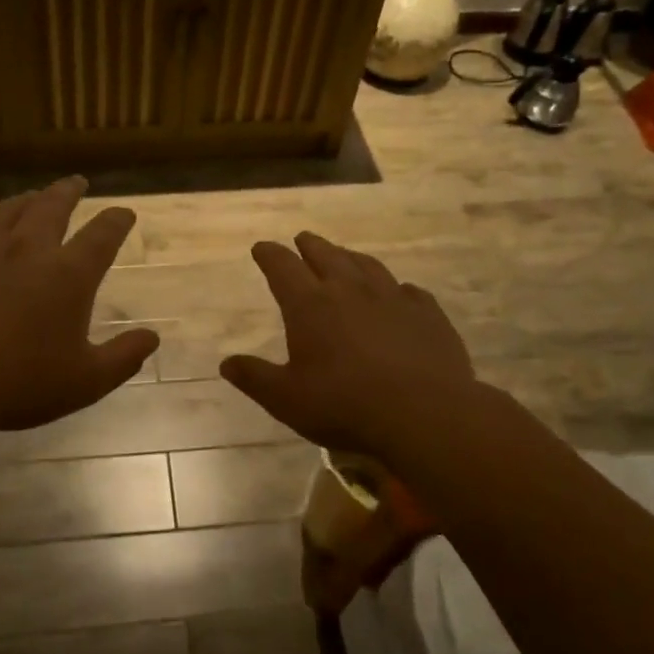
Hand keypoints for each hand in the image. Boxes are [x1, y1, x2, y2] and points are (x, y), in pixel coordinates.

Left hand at [0, 177, 157, 434]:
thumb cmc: (19, 383)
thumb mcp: (85, 382)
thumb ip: (123, 358)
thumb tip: (152, 337)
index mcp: (68, 275)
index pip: (101, 236)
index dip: (116, 221)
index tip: (124, 213)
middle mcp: (28, 250)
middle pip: (52, 207)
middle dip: (69, 192)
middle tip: (77, 181)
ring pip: (10, 211)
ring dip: (28, 200)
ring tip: (34, 196)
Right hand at [220, 232, 477, 460]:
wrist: (424, 414)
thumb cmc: (345, 406)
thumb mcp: (286, 400)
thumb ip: (255, 378)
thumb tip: (226, 363)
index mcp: (310, 305)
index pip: (283, 267)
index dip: (269, 254)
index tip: (262, 248)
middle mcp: (350, 290)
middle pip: (326, 255)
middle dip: (310, 246)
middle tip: (302, 239)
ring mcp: (393, 297)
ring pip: (367, 265)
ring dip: (350, 257)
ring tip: (344, 256)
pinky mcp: (427, 313)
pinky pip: (408, 290)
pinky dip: (396, 288)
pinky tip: (399, 294)